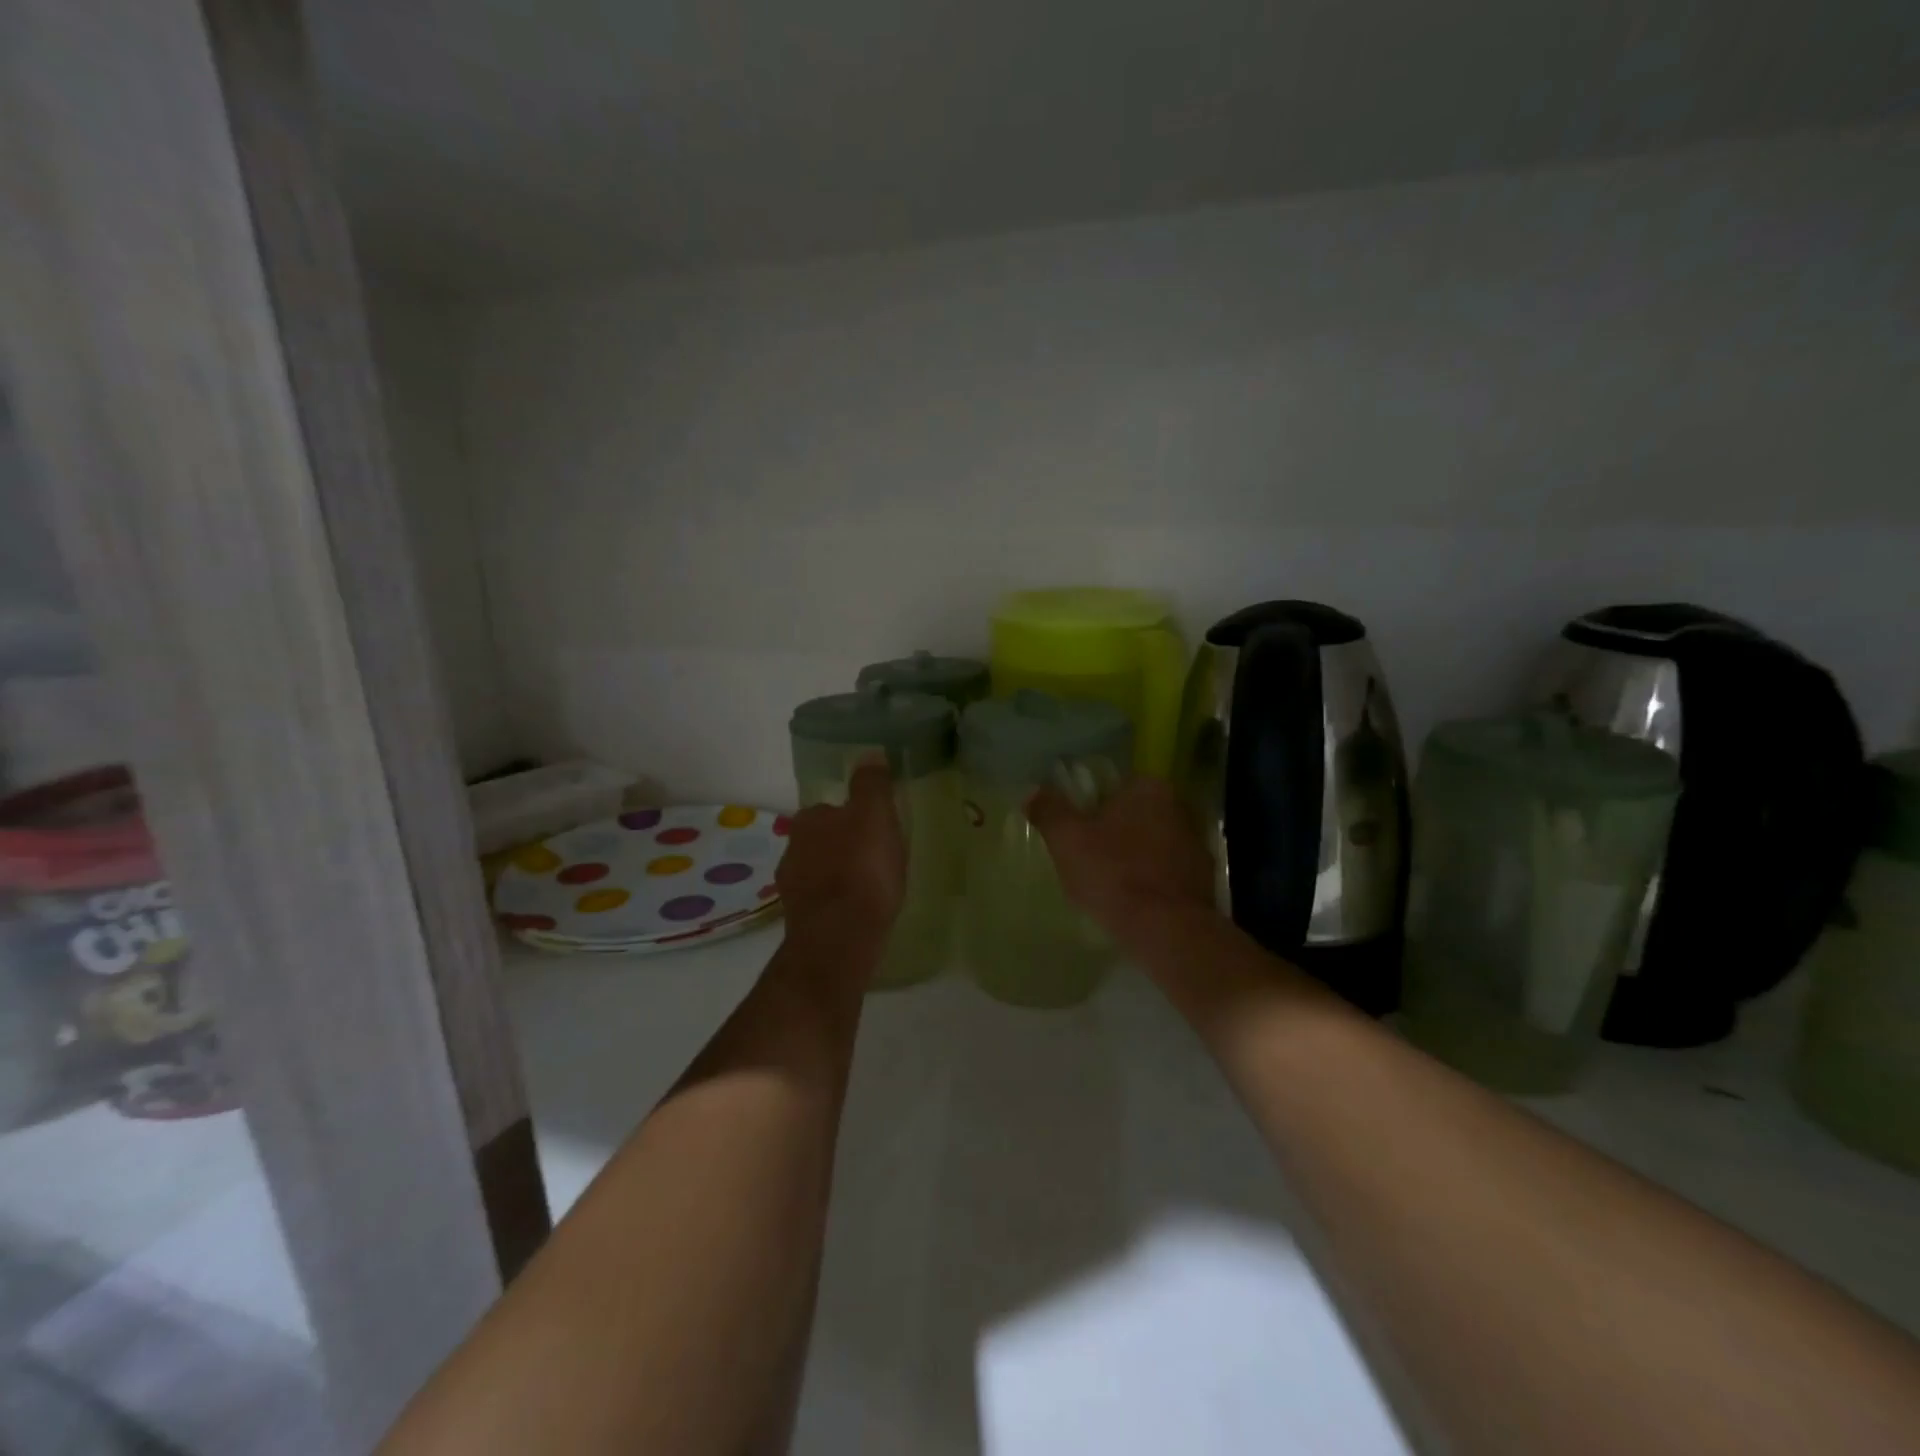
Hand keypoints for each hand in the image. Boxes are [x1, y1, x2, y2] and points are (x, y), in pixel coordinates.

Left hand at [775, 761, 906, 950]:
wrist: (840, 937)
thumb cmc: (861, 869)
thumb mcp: (875, 815)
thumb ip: (871, 784)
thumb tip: (869, 753)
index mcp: (808, 820)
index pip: (831, 809)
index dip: (855, 818)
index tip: (877, 831)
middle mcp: (792, 849)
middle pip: (824, 840)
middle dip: (845, 847)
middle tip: (877, 858)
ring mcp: (793, 888)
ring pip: (821, 872)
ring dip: (840, 876)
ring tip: (871, 888)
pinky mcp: (800, 921)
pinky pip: (824, 902)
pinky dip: (838, 903)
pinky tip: (859, 913)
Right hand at [1024, 776, 1219, 945]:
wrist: (1168, 930)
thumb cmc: (1114, 874)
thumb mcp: (1067, 840)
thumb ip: (1049, 810)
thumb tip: (1033, 791)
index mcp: (1149, 788)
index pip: (1115, 786)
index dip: (1092, 807)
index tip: (1078, 831)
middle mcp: (1180, 807)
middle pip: (1136, 814)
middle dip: (1116, 832)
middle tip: (1089, 858)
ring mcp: (1197, 844)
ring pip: (1154, 844)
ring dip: (1136, 857)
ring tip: (1110, 885)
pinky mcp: (1205, 879)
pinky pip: (1168, 873)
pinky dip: (1153, 882)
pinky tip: (1135, 902)